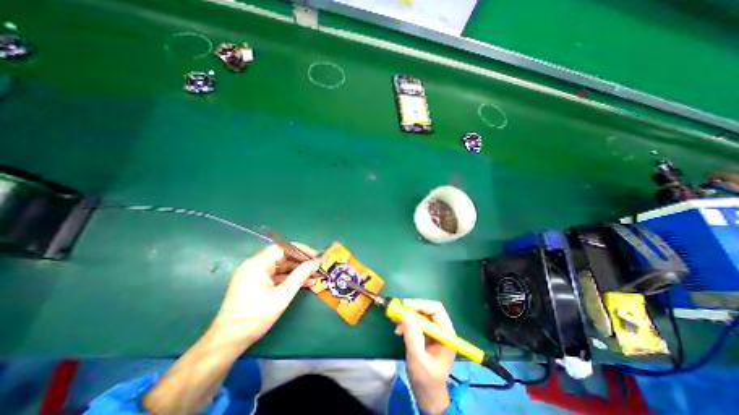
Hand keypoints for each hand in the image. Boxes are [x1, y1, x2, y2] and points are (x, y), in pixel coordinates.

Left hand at [210, 243, 319, 346]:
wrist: (229, 340)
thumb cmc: (255, 316)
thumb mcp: (282, 295)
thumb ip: (300, 276)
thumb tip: (315, 262)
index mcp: (257, 263)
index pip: (283, 248)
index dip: (301, 250)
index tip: (315, 256)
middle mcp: (255, 264)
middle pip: (282, 256)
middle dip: (301, 261)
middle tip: (317, 266)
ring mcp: (255, 273)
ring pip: (281, 266)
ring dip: (297, 271)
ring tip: (314, 275)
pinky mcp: (256, 282)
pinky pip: (276, 275)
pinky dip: (289, 278)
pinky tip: (305, 283)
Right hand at [396, 299, 453, 412]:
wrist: (427, 396)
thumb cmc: (426, 380)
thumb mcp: (417, 358)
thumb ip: (412, 335)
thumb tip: (405, 312)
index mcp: (447, 334)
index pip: (436, 310)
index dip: (421, 304)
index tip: (405, 305)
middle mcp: (442, 330)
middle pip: (427, 310)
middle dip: (412, 310)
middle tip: (397, 311)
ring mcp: (434, 332)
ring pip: (420, 315)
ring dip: (407, 316)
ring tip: (395, 321)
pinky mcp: (426, 335)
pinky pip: (416, 322)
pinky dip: (406, 323)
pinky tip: (398, 329)